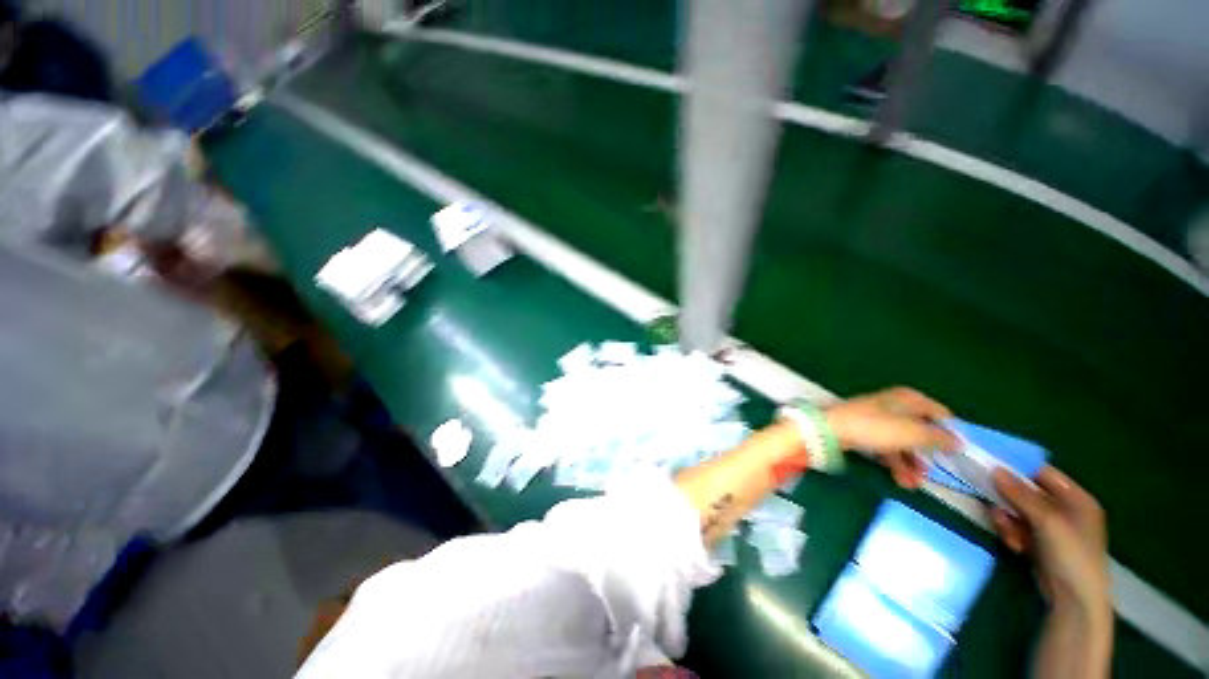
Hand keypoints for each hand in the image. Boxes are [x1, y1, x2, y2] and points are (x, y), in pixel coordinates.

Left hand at [824, 387, 958, 488]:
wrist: (830, 430)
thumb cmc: (875, 427)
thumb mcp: (912, 433)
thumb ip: (937, 438)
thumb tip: (959, 441)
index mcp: (908, 399)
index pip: (939, 413)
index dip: (950, 433)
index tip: (959, 454)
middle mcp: (894, 406)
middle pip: (920, 430)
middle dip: (928, 455)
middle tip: (934, 474)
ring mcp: (878, 419)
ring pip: (903, 442)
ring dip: (911, 464)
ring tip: (913, 484)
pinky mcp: (864, 431)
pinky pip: (886, 448)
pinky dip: (894, 463)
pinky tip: (900, 481)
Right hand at [990, 467, 1110, 615]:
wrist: (1073, 600)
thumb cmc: (1071, 554)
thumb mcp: (1047, 521)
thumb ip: (1021, 495)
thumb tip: (994, 469)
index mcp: (1077, 499)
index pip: (1043, 473)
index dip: (1018, 469)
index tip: (990, 468)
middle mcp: (1065, 509)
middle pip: (1026, 493)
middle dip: (1008, 501)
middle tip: (994, 507)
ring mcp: (1052, 528)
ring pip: (1017, 511)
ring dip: (1007, 520)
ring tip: (1008, 535)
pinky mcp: (1039, 542)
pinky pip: (1018, 528)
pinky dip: (1011, 534)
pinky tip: (1014, 546)